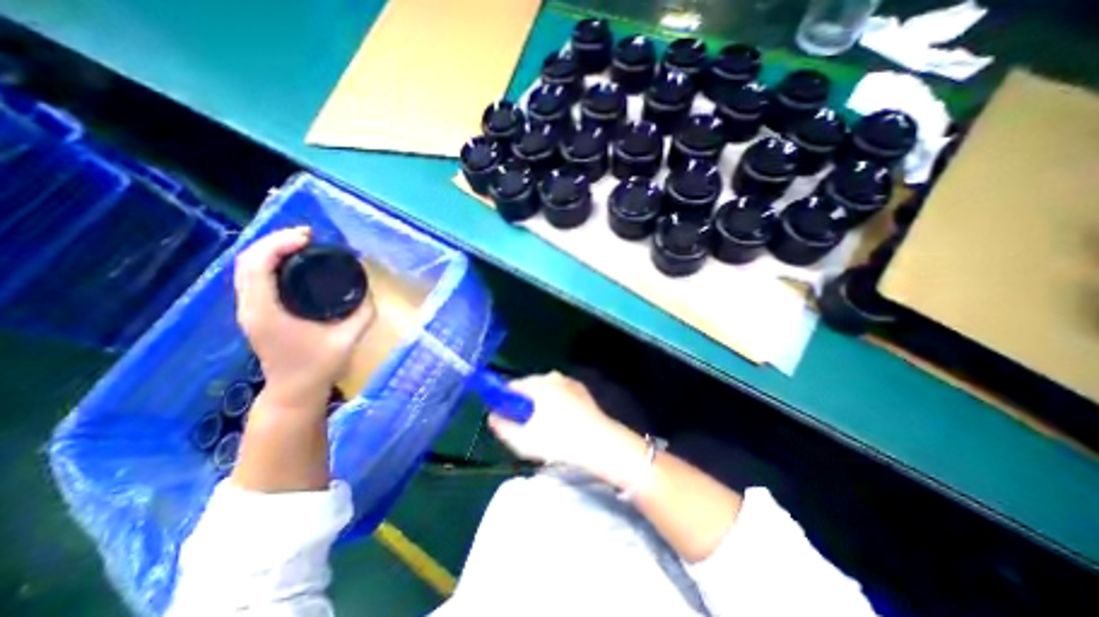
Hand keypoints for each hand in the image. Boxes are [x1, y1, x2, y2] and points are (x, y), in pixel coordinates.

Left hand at [233, 227, 376, 413]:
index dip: (278, 243)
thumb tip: (369, 290)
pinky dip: (271, 262)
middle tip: (309, 236)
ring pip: (247, 267)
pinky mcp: (256, 311)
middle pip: (246, 260)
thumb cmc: (319, 366)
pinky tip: (295, 262)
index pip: (256, 265)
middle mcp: (250, 306)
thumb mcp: (347, 339)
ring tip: (304, 243)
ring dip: (272, 249)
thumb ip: (363, 313)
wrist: (294, 391)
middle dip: (275, 240)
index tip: (308, 237)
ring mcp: (250, 309)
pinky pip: (255, 277)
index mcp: (266, 312)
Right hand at [486, 371, 644, 486]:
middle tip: (524, 424)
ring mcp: (569, 382)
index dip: (504, 399)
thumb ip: (503, 427)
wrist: (600, 443)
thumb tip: (492, 417)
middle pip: (530, 386)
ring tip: (544, 426)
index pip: (512, 386)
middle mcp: (553, 377)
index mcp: (538, 384)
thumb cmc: (559, 441)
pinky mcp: (581, 390)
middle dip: (523, 402)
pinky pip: (561, 393)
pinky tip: (561, 421)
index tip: (503, 414)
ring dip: (540, 403)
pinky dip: (556, 403)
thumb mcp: (524, 440)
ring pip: (546, 390)